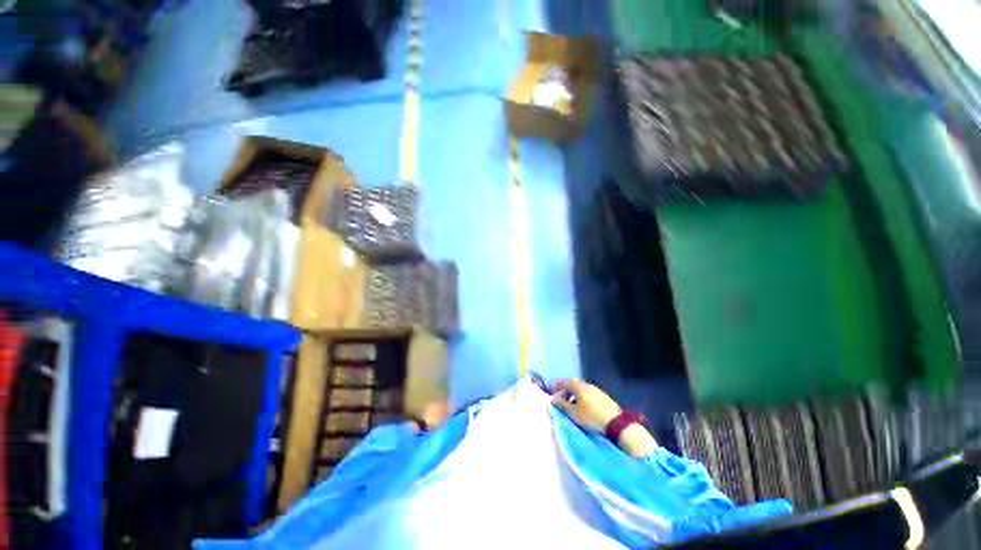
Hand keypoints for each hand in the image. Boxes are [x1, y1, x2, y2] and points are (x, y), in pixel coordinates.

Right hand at [550, 379, 621, 432]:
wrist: (616, 424)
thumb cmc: (591, 417)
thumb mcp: (573, 413)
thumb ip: (561, 404)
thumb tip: (553, 398)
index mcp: (578, 386)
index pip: (563, 382)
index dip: (555, 386)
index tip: (550, 391)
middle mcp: (586, 384)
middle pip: (572, 384)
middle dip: (565, 390)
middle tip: (560, 398)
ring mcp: (596, 389)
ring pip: (580, 388)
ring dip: (573, 394)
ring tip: (570, 404)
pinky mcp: (603, 396)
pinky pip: (588, 393)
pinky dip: (581, 397)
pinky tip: (582, 406)